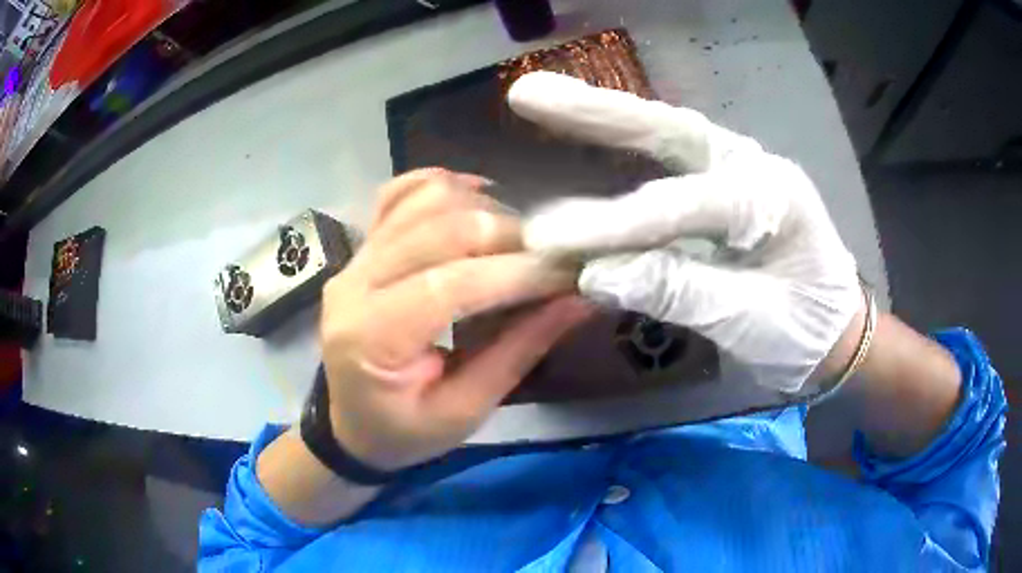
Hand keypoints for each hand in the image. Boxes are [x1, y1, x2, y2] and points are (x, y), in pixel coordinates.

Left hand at [319, 169, 588, 470]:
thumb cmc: (403, 432)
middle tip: (553, 257)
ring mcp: (355, 256)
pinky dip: (445, 186)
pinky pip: (401, 193)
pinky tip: (478, 201)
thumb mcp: (464, 412)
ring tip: (519, 241)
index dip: (516, 273)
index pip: (448, 285)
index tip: (570, 272)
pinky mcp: (363, 245)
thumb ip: (519, 351)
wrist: (350, 423)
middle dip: (509, 236)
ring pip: (424, 199)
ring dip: (483, 208)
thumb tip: (578, 298)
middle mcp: (354, 283)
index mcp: (371, 339)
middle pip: (438, 229)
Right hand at [508, 72, 861, 392]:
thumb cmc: (807, 333)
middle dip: (597, 112)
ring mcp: (735, 173)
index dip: (613, 224)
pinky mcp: (719, 191)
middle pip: (669, 131)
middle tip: (526, 94)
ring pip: (664, 138)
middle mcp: (751, 168)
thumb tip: (594, 275)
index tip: (546, 239)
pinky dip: (618, 153)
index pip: (681, 206)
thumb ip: (681, 292)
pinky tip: (581, 134)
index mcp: (773, 197)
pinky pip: (665, 167)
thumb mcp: (752, 324)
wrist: (837, 337)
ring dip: (601, 118)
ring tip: (538, 98)